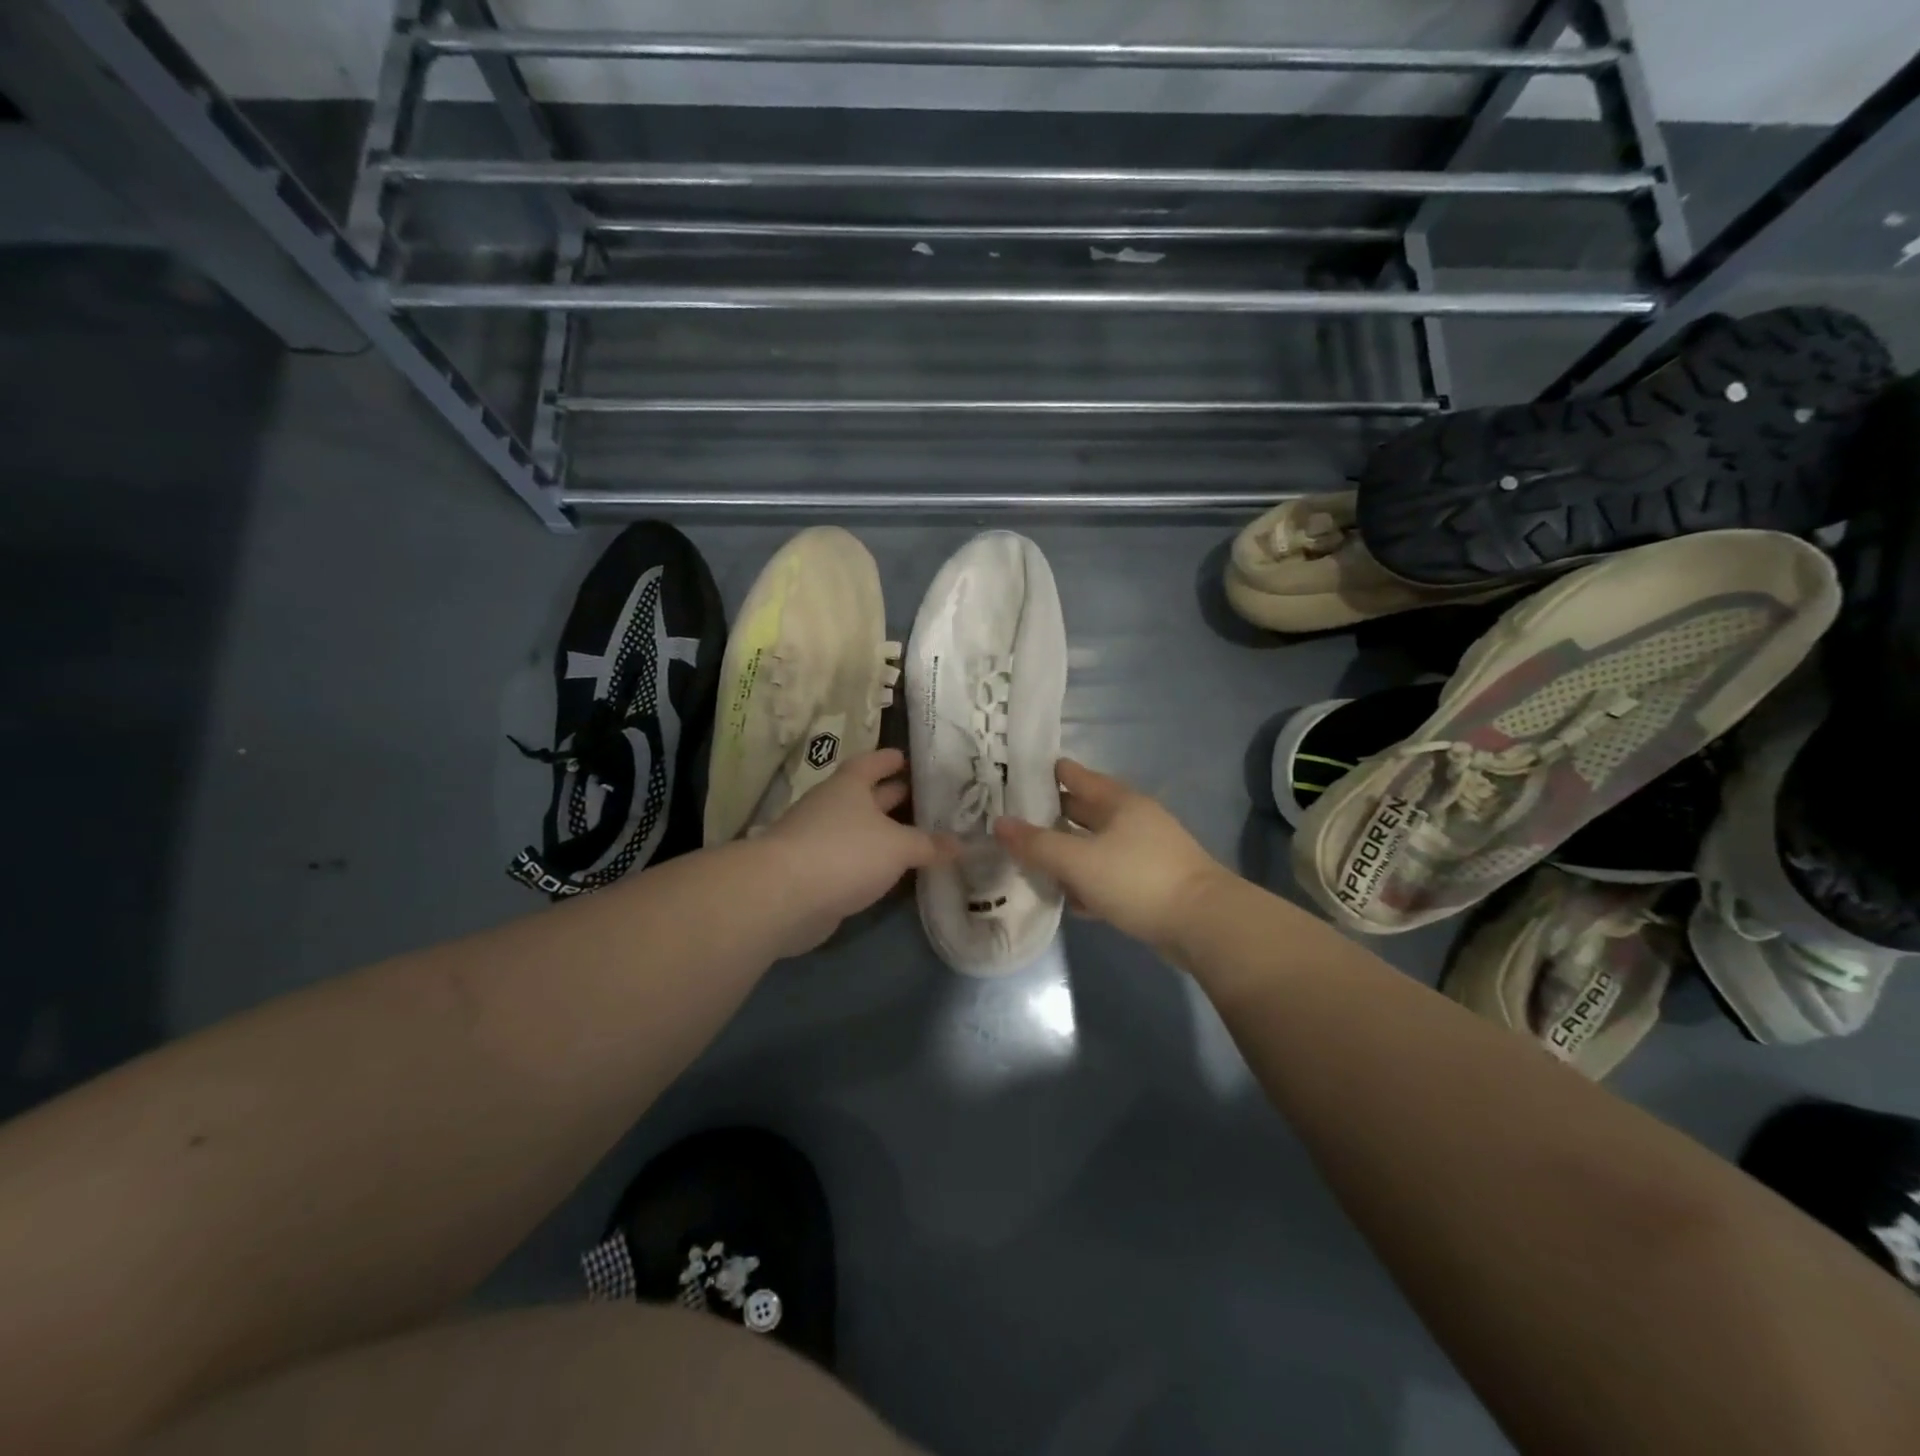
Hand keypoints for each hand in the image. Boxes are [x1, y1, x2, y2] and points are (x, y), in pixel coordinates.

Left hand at [758, 748, 952, 954]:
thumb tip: (961, 844)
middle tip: (924, 797)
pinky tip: (891, 870)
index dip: (889, 759)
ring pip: (858, 829)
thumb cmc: (845, 852)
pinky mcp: (814, 872)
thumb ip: (929, 844)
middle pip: (866, 795)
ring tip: (916, 835)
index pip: (872, 763)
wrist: (783, 897)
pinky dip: (870, 861)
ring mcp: (818, 839)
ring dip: (882, 831)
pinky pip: (850, 859)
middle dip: (892, 796)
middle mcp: (832, 806)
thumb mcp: (898, 846)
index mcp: (849, 786)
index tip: (907, 757)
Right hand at [994, 758, 1229, 953]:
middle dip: (1049, 814)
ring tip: (1029, 860)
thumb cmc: (1137, 879)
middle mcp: (1131, 819)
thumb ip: (1037, 844)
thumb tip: (999, 823)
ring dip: (1066, 852)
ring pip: (1093, 845)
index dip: (1043, 773)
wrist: (1203, 924)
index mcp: (1117, 801)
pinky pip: (1106, 874)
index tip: (1011, 775)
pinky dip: (1086, 880)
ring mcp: (1142, 851)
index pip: (1073, 775)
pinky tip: (1067, 897)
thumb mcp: (1079, 861)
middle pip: (1081, 810)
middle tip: (1009, 820)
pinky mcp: (1148, 882)